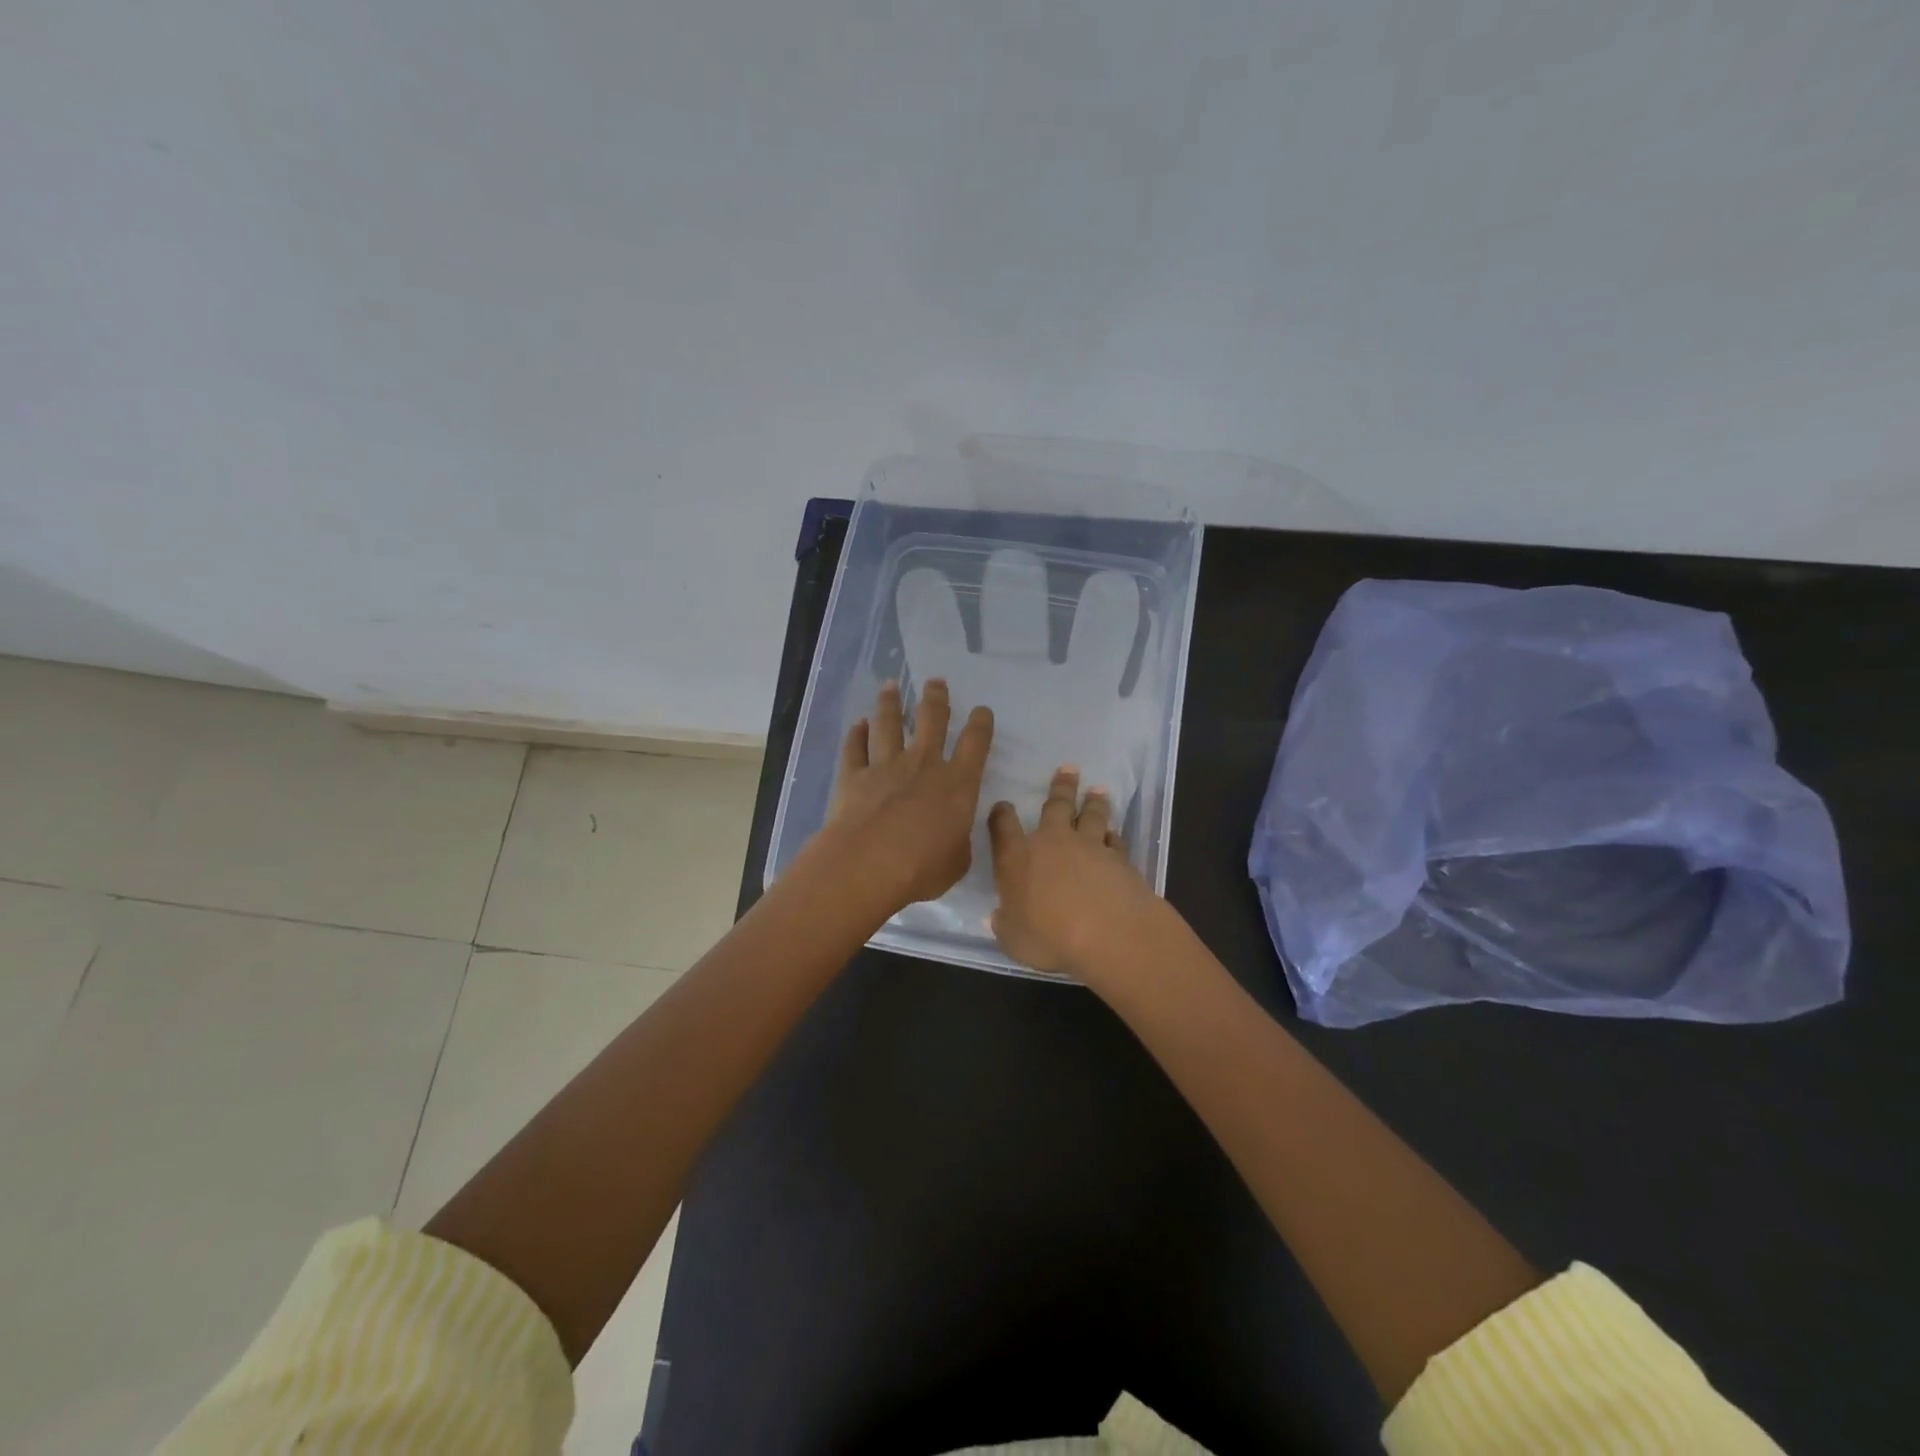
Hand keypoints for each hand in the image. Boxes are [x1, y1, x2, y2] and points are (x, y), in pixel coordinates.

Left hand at [818, 679, 994, 915]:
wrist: (868, 864)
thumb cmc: (923, 867)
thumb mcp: (957, 860)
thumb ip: (958, 840)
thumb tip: (955, 833)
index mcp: (958, 783)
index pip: (975, 743)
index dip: (980, 724)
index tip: (981, 710)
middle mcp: (923, 764)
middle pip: (932, 720)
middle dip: (936, 698)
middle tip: (935, 681)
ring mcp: (885, 766)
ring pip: (889, 724)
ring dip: (891, 704)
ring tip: (891, 686)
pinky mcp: (853, 776)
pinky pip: (855, 748)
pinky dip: (856, 735)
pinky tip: (858, 724)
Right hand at [987, 765, 1162, 983]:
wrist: (1108, 932)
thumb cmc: (1049, 937)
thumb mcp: (1014, 940)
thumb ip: (1006, 925)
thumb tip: (1000, 917)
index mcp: (1017, 858)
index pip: (1003, 827)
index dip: (1001, 815)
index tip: (1003, 806)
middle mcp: (1052, 843)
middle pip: (1055, 806)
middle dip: (1060, 787)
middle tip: (1068, 769)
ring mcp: (1089, 846)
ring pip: (1091, 816)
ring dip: (1093, 802)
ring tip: (1098, 790)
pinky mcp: (1119, 858)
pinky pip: (1114, 841)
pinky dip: (1113, 837)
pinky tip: (1115, 834)